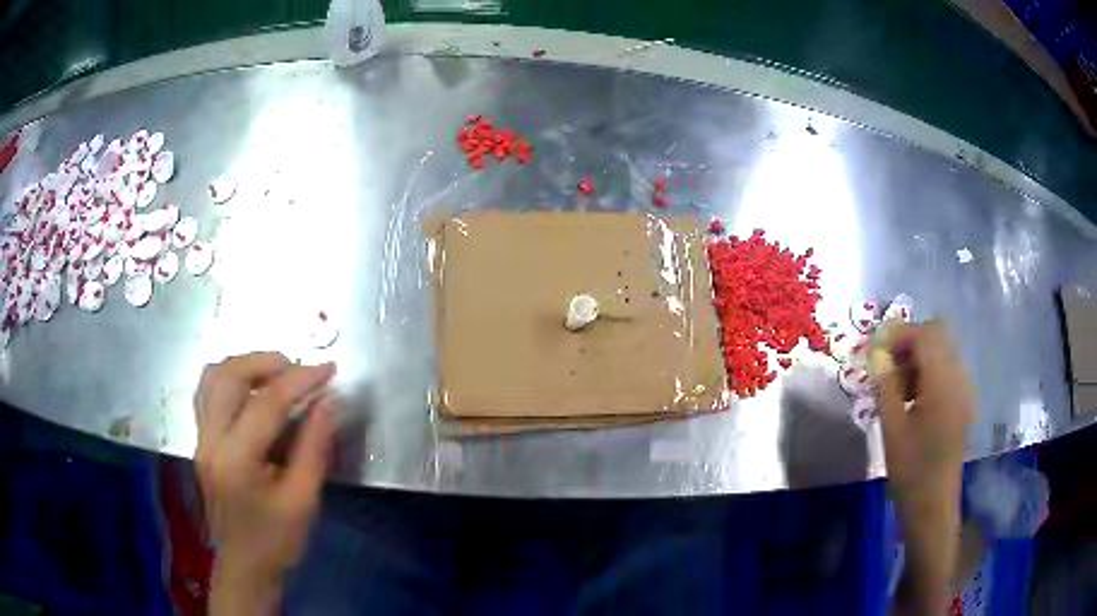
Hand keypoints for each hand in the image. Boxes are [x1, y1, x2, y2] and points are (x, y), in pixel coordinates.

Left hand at [194, 352, 337, 614]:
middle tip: (298, 368)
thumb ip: (314, 447)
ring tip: (276, 373)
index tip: (328, 369)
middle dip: (265, 362)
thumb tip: (329, 402)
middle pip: (228, 376)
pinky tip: (252, 390)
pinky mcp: (201, 441)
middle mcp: (210, 440)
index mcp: (236, 460)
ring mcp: (200, 439)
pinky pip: (208, 392)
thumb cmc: (276, 541)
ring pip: (212, 378)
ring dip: (245, 365)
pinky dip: (230, 379)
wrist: (244, 565)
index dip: (301, 380)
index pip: (267, 404)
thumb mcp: (303, 501)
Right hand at [873, 320, 973, 511]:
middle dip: (909, 342)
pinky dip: (927, 372)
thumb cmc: (911, 471)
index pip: (925, 335)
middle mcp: (958, 378)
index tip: (875, 348)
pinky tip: (911, 397)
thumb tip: (875, 353)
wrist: (933, 505)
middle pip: (937, 337)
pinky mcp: (961, 402)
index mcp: (943, 384)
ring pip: (941, 352)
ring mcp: (963, 390)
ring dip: (917, 357)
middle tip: (885, 364)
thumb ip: (885, 386)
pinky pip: (946, 370)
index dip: (899, 333)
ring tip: (895, 384)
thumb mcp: (892, 430)